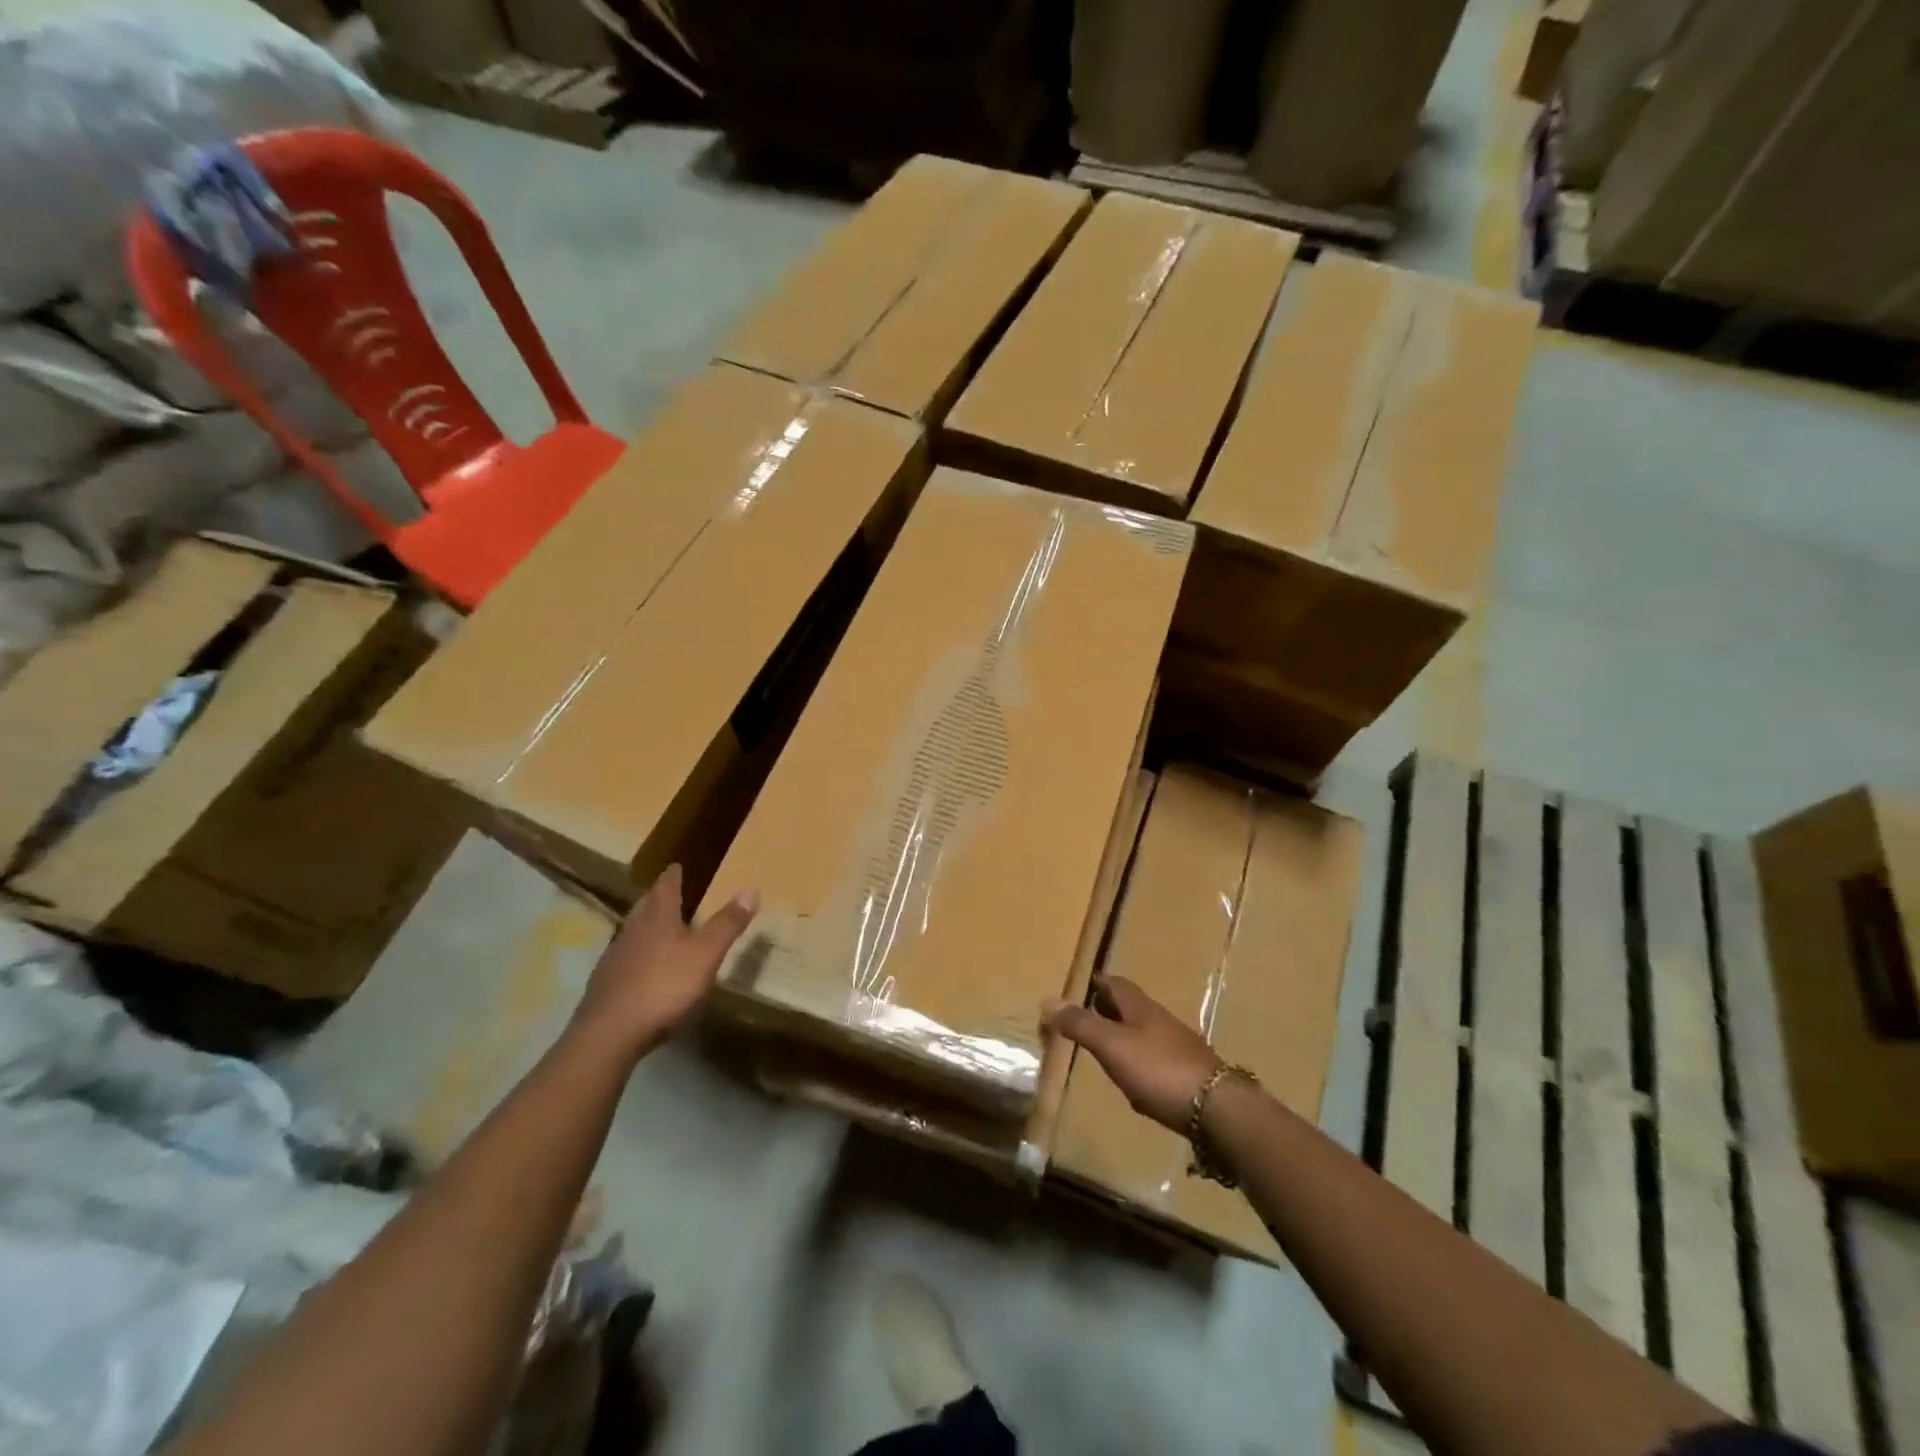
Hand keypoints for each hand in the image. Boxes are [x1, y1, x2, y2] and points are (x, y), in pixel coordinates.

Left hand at [568, 866, 758, 1062]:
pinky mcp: (605, 985)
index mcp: (657, 918)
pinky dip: (635, 955)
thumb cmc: (663, 987)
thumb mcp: (705, 954)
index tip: (676, 865)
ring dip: (644, 925)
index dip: (673, 876)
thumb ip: (727, 924)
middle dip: (657, 897)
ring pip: (631, 932)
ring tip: (657, 926)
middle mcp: (632, 931)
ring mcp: (614, 958)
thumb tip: (750, 889)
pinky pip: (623, 959)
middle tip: (667, 891)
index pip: (665, 888)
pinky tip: (642, 968)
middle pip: (644, 906)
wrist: (609, 1034)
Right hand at [1044, 974, 1222, 1130]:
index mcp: (1141, 1008)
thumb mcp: (1112, 1046)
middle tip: (1085, 1016)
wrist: (1218, 1109)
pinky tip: (1134, 1079)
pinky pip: (1157, 1059)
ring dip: (1124, 1035)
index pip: (1117, 984)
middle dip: (1109, 1008)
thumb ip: (1081, 1025)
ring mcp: (1179, 1048)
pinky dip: (1140, 1061)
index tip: (1082, 984)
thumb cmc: (1159, 1069)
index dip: (1099, 982)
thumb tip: (1047, 1000)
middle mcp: (1161, 1021)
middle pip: (1131, 1007)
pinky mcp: (1189, 1075)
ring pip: (1145, 1033)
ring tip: (1104, 1048)